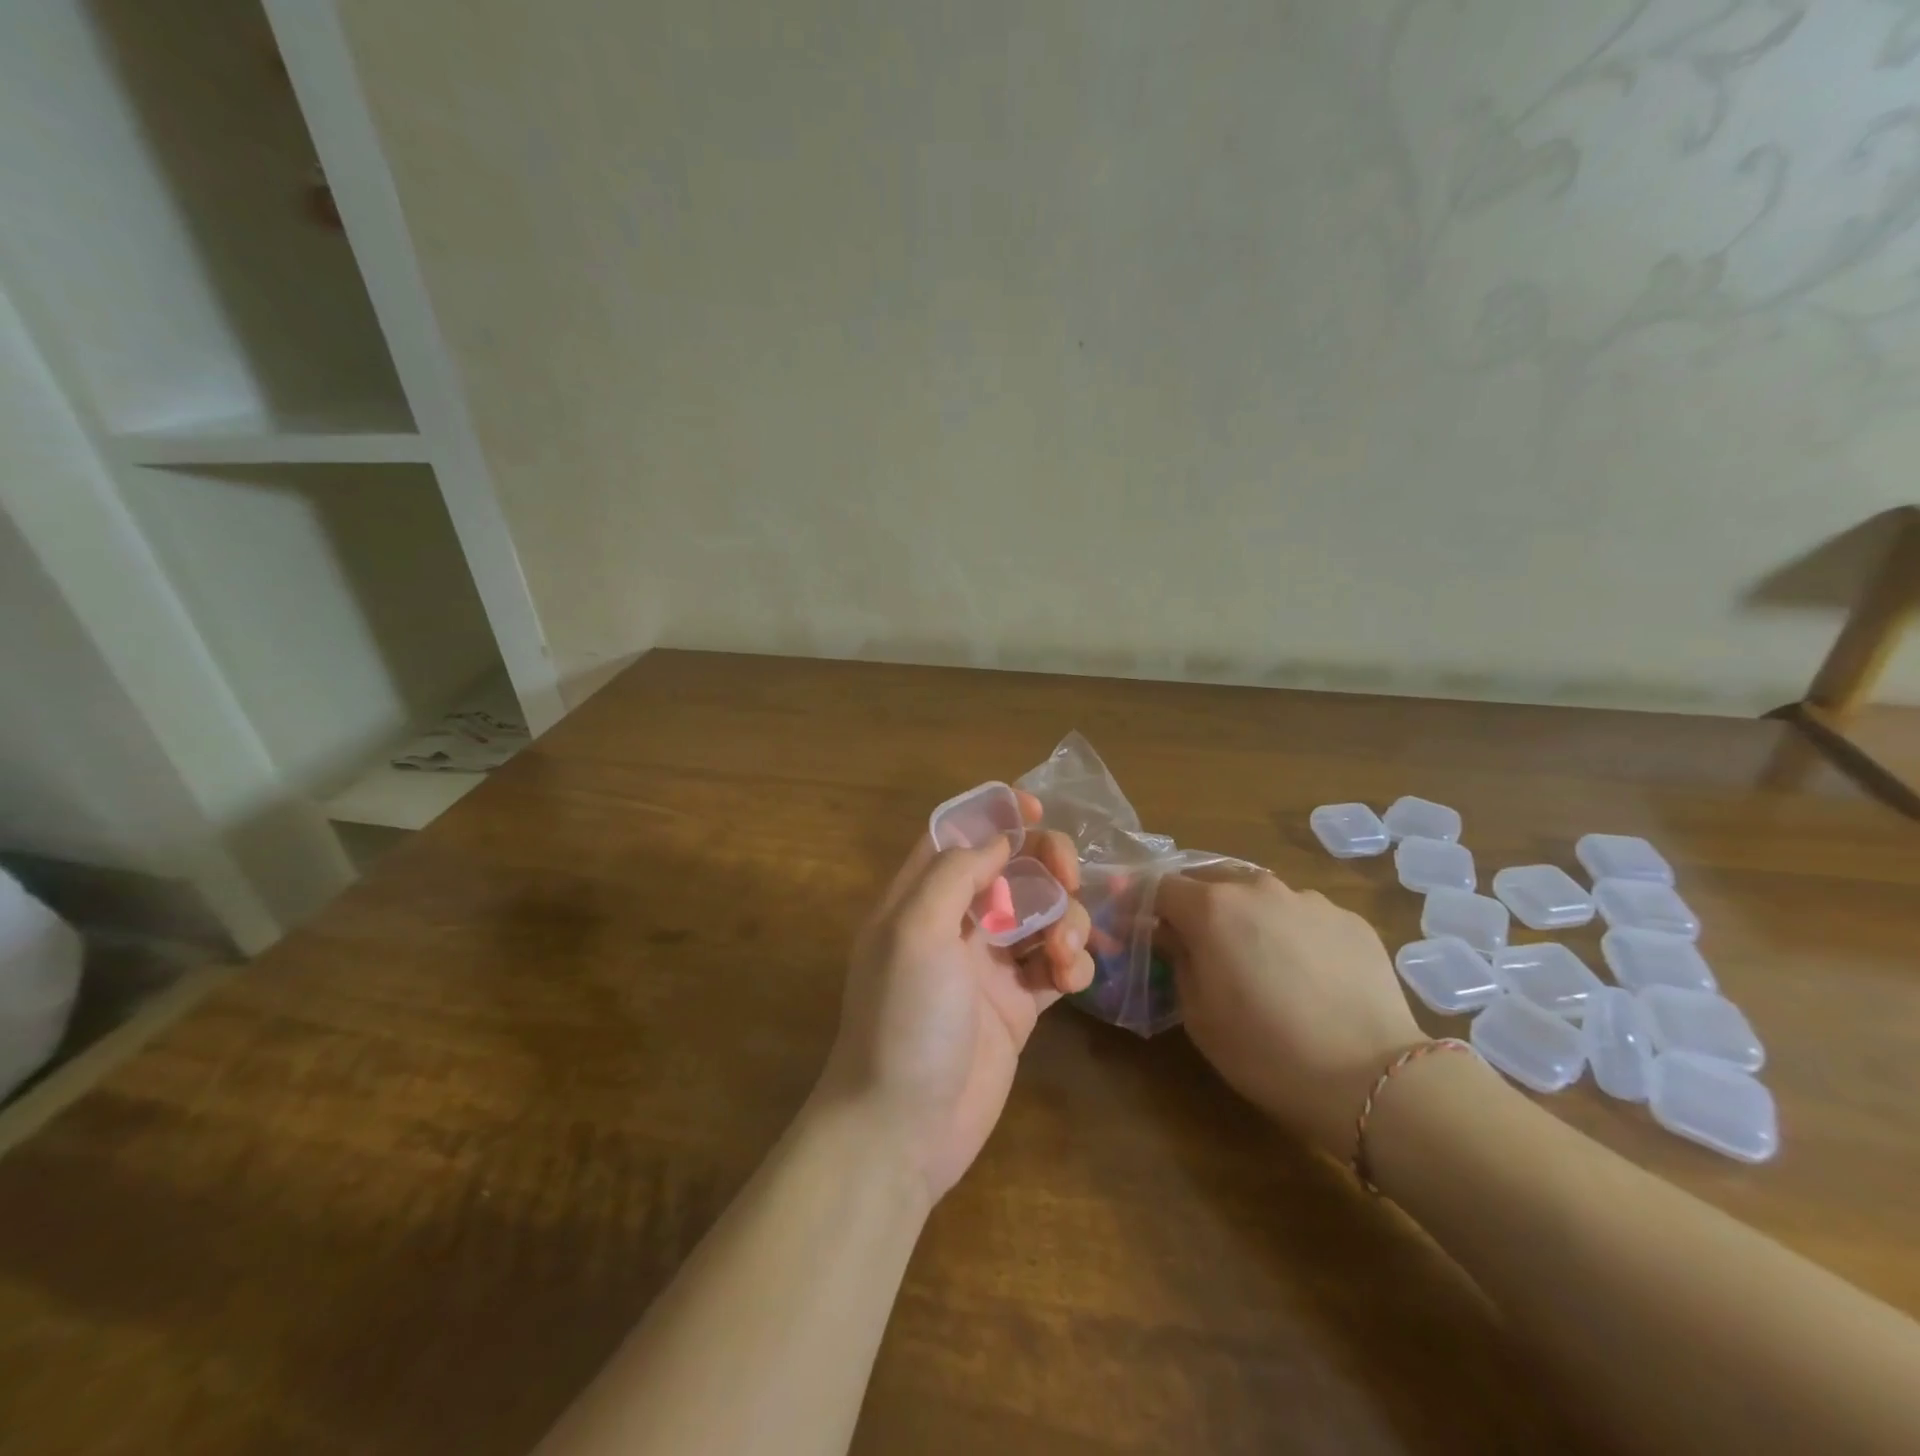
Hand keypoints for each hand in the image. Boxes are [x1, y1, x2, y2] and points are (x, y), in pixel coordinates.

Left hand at [818, 791, 1093, 1202]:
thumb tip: (997, 841)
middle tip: (1070, 878)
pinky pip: (1055, 965)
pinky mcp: (1018, 1005)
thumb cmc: (903, 1019)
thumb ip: (954, 874)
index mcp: (920, 898)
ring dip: (1066, 920)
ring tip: (1062, 954)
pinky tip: (1071, 981)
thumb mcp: (915, 931)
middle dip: (1046, 864)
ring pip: (1042, 915)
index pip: (957, 837)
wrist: (904, 1128)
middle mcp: (955, 924)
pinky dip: (1072, 963)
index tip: (1036, 807)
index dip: (994, 815)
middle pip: (1011, 870)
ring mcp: (988, 965)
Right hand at [1154, 872, 1423, 1156]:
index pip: (1161, 886)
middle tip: (1198, 947)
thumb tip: (1168, 933)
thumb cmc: (1266, 1051)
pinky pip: (1304, 917)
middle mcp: (1258, 889)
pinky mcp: (1349, 919)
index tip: (1138, 927)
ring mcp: (1309, 900)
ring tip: (1260, 964)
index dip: (1143, 905)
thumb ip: (1176, 959)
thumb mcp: (1198, 1014)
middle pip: (1211, 883)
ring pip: (1261, 898)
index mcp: (1212, 908)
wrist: (1372, 1079)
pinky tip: (1306, 976)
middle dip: (1196, 908)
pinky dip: (1292, 935)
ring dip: (1247, 919)